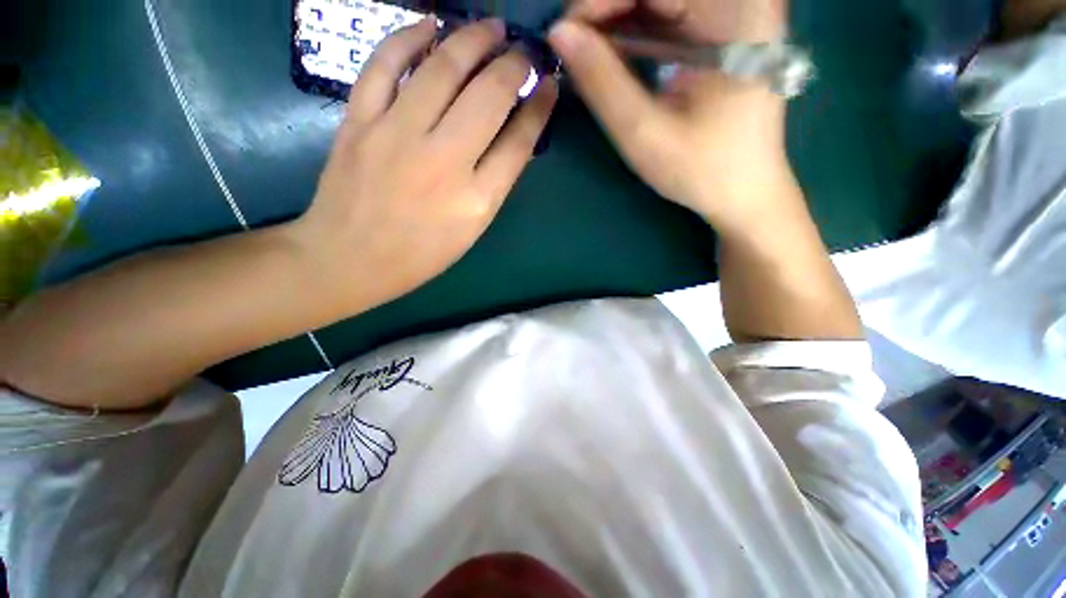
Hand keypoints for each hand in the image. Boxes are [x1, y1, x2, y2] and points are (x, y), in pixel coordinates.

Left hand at [293, 19, 557, 305]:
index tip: (548, 87)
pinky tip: (431, 25)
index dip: (539, 108)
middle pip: (488, 96)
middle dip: (515, 65)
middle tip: (524, 52)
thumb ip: (493, 183)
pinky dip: (408, 36)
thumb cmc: (419, 254)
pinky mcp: (359, 121)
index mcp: (477, 199)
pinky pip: (385, 64)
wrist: (350, 258)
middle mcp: (444, 162)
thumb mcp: (470, 229)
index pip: (519, 142)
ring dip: (473, 39)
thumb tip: (511, 136)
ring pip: (442, 68)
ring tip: (492, 27)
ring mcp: (397, 135)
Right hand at [549, 0, 791, 232]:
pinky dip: (631, 34)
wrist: (742, 190)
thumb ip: (602, 82)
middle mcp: (739, 0)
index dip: (600, 0)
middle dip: (605, 12)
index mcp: (736, 12)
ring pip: (656, 1)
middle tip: (570, 48)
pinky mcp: (718, 31)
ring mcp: (730, 13)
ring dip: (613, 23)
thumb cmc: (701, 169)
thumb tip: (558, 35)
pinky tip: (607, 58)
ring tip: (583, 57)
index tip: (562, 35)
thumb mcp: (644, 133)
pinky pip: (665, 16)